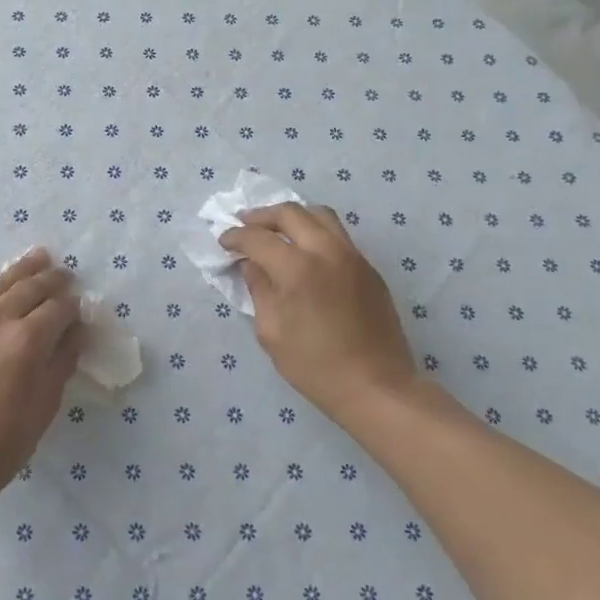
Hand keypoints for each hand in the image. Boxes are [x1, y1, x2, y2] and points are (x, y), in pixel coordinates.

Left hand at [0, 249, 83, 501]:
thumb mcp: (46, 403)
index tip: (81, 309)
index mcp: (27, 339)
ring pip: (0, 284)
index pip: (58, 308)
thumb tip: (74, 331)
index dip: (74, 306)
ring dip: (22, 270)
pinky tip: (2, 288)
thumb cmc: (4, 441)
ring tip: (38, 258)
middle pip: (30, 287)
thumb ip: (63, 360)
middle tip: (66, 274)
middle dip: (52, 279)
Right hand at [219, 203, 419, 424]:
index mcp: (298, 269)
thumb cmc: (315, 366)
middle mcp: (326, 251)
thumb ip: (258, 289)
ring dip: (292, 216)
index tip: (223, 242)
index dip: (235, 237)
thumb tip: (250, 264)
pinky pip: (337, 235)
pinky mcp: (369, 268)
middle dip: (261, 216)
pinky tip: (304, 251)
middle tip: (244, 225)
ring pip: (319, 215)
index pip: (257, 238)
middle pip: (290, 213)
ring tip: (275, 230)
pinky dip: (314, 231)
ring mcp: (353, 256)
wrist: (376, 386)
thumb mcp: (271, 332)